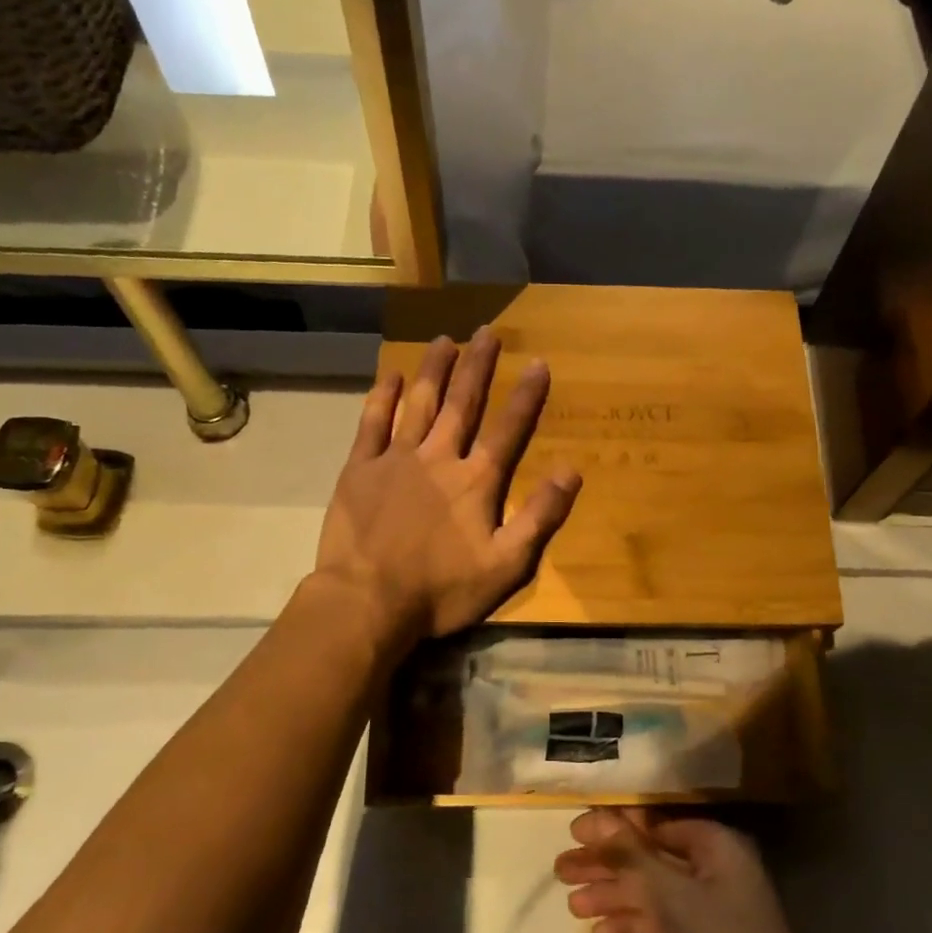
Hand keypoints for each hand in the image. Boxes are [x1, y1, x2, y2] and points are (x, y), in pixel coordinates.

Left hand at [314, 327, 581, 644]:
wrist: (368, 601)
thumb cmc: (442, 590)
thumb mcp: (506, 565)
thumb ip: (540, 516)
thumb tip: (571, 470)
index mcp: (476, 481)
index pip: (508, 429)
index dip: (526, 396)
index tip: (538, 362)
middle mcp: (439, 458)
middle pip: (463, 403)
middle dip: (478, 366)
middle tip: (487, 331)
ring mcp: (396, 459)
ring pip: (420, 403)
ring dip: (434, 370)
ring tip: (445, 340)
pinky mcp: (360, 469)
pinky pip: (373, 423)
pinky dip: (384, 397)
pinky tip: (392, 375)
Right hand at [555, 809, 826, 932]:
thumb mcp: (671, 895)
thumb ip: (632, 855)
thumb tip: (598, 819)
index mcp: (715, 846)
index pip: (656, 823)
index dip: (615, 826)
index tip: (574, 832)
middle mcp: (713, 871)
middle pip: (650, 857)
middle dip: (607, 863)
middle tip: (561, 871)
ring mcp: (708, 911)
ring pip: (651, 892)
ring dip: (613, 896)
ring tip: (571, 906)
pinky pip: (660, 924)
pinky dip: (632, 926)